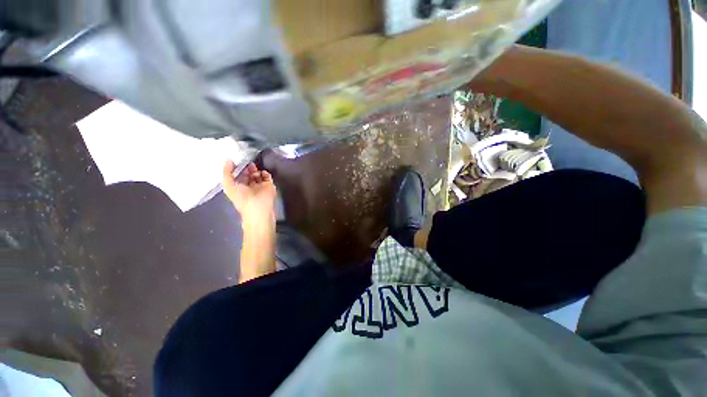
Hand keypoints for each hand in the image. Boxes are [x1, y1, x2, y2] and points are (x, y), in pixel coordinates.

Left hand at [222, 161, 276, 222]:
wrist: (258, 207)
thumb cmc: (242, 198)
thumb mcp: (228, 185)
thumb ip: (226, 172)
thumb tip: (228, 160)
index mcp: (239, 187)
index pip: (239, 176)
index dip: (238, 169)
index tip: (237, 161)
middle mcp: (249, 187)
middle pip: (249, 174)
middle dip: (248, 168)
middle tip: (247, 162)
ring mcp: (260, 186)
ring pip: (258, 175)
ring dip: (256, 170)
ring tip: (254, 168)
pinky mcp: (269, 186)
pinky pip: (268, 177)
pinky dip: (265, 173)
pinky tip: (262, 172)